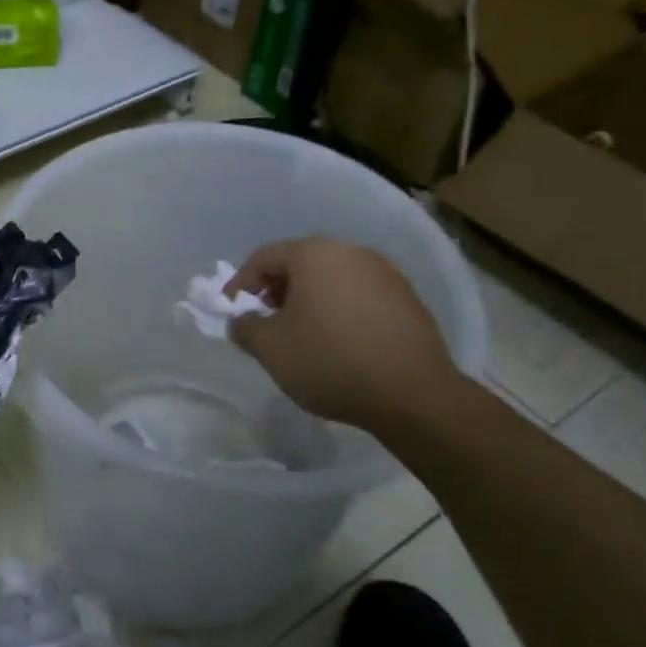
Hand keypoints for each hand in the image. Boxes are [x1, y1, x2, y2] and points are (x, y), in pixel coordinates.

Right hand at [225, 238, 464, 438]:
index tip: (231, 312)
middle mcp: (351, 252)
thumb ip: (245, 327)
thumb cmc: (330, 361)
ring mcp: (385, 273)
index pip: (263, 258)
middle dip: (275, 291)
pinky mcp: (407, 298)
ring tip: (300, 334)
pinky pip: (358, 295)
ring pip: (331, 278)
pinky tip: (337, 341)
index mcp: (314, 254)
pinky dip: (338, 309)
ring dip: (308, 300)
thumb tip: (242, 320)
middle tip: (264, 321)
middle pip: (299, 263)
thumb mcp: (270, 348)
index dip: (240, 284)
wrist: (414, 395)